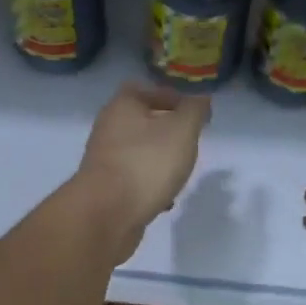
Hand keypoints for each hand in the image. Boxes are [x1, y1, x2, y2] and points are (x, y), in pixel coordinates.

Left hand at [74, 82, 209, 260]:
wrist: (106, 214)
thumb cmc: (146, 164)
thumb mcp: (181, 130)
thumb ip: (194, 111)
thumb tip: (201, 99)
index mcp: (122, 107)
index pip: (144, 89)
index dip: (169, 96)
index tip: (192, 112)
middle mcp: (108, 130)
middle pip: (140, 123)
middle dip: (166, 132)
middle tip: (189, 143)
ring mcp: (104, 162)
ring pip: (137, 154)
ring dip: (158, 161)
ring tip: (180, 173)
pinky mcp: (105, 190)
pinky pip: (132, 181)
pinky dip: (149, 186)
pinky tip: (164, 200)